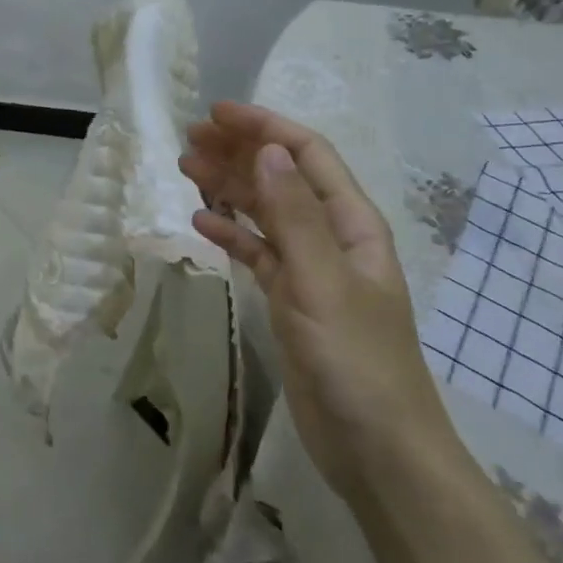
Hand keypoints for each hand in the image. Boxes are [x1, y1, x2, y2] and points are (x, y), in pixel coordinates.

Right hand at [180, 102, 457, 500]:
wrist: (376, 448)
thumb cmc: (356, 360)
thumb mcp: (322, 281)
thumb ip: (294, 215)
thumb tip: (268, 151)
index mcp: (352, 223)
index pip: (307, 155)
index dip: (264, 128)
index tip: (216, 113)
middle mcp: (331, 237)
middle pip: (282, 178)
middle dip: (240, 153)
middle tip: (189, 140)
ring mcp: (310, 270)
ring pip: (265, 213)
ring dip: (231, 187)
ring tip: (186, 169)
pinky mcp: (291, 301)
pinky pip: (257, 253)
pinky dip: (231, 233)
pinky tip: (201, 222)